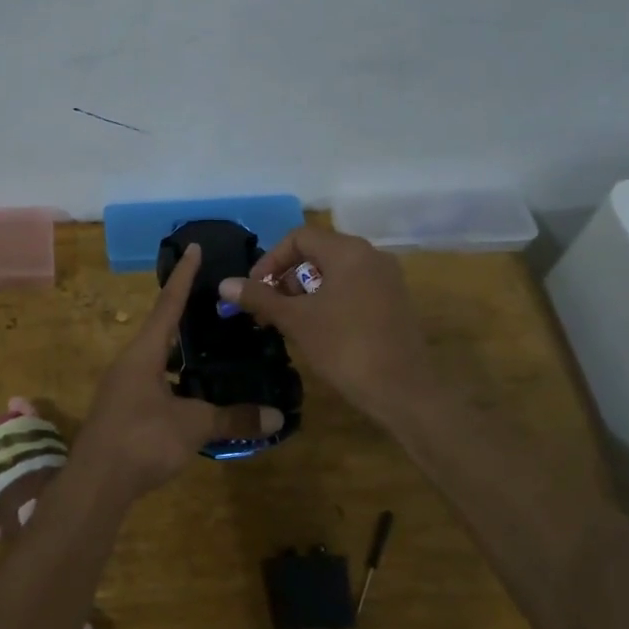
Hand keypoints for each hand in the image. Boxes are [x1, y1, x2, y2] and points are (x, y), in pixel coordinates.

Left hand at [77, 244, 283, 499]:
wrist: (95, 485)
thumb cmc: (142, 440)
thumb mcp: (193, 426)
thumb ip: (233, 418)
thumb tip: (276, 417)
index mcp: (143, 353)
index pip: (168, 304)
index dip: (184, 276)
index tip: (194, 248)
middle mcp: (129, 363)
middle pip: (160, 330)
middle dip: (185, 316)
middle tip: (214, 304)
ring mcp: (122, 388)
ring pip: (157, 360)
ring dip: (181, 353)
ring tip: (211, 348)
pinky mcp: (122, 412)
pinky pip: (154, 384)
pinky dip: (175, 381)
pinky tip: (195, 395)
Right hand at [219, 225, 437, 424]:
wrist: (403, 390)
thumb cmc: (344, 347)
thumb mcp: (296, 320)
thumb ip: (259, 297)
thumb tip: (224, 284)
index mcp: (348, 251)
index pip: (298, 238)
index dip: (270, 260)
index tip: (254, 290)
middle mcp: (371, 256)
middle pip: (317, 253)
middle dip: (286, 278)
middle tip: (267, 309)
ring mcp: (387, 279)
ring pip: (335, 272)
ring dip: (305, 291)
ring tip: (288, 321)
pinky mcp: (394, 302)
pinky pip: (353, 288)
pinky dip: (328, 300)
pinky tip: (317, 330)